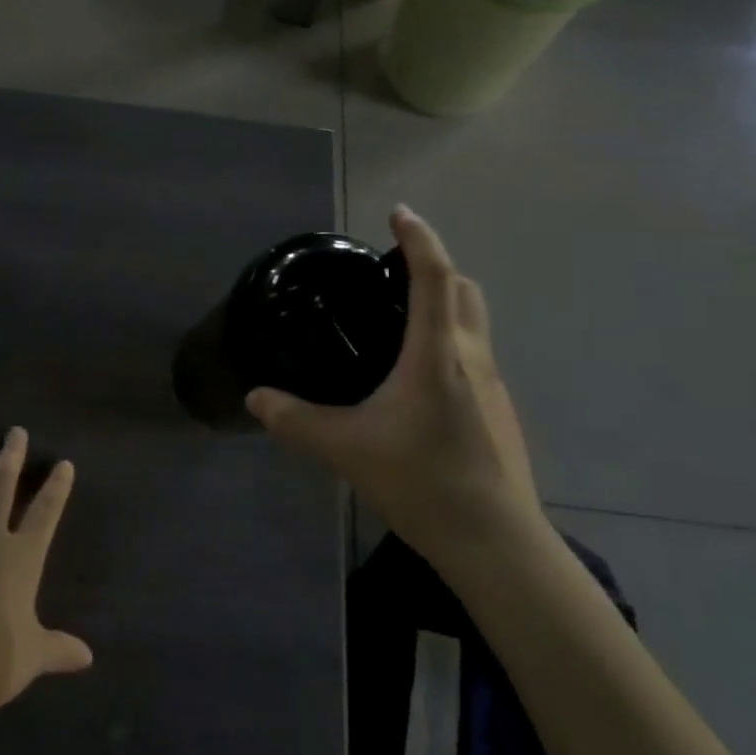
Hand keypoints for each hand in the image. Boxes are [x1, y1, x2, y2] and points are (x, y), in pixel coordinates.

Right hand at [246, 206, 548, 575]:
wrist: (496, 542)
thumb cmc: (422, 482)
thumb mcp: (346, 449)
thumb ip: (295, 420)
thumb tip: (255, 399)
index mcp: (437, 354)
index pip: (434, 276)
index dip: (419, 238)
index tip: (399, 212)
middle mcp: (472, 358)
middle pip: (464, 289)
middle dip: (435, 266)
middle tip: (393, 272)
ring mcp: (493, 386)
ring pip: (474, 322)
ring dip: (445, 303)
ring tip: (400, 320)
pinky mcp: (500, 412)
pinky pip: (474, 355)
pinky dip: (449, 342)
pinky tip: (418, 380)